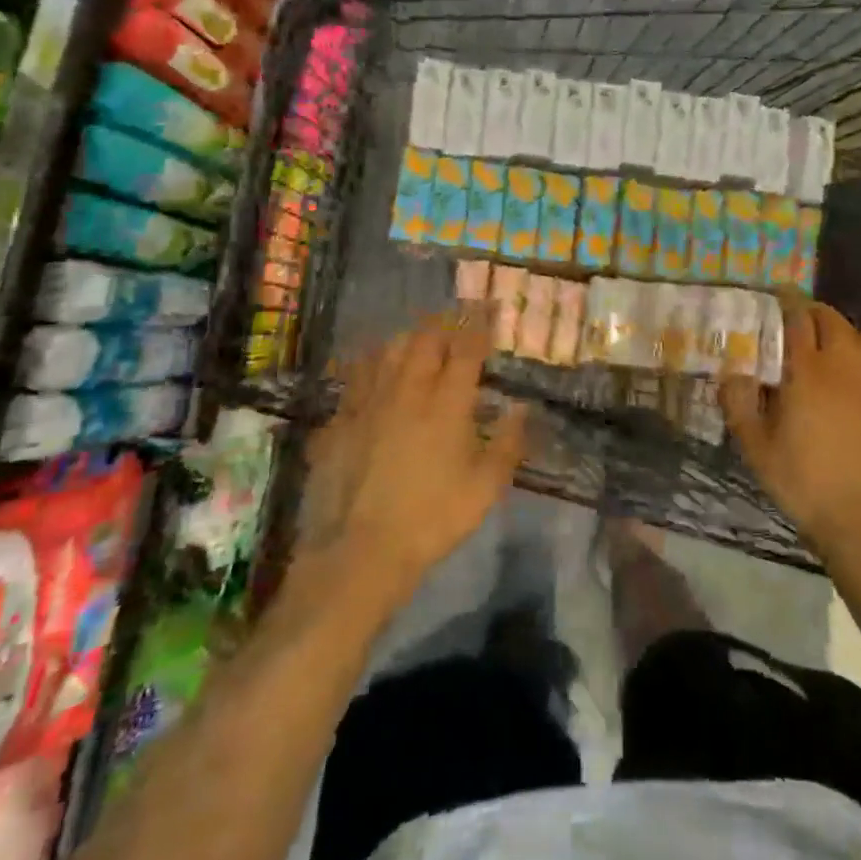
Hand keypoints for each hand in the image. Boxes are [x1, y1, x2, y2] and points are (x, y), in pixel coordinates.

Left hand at [295, 316, 528, 598]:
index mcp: (447, 404)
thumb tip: (521, 408)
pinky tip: (371, 371)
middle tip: (453, 322)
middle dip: (443, 324)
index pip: (467, 350)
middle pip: (424, 340)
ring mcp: (367, 402)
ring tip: (415, 339)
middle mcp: (407, 390)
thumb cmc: (433, 519)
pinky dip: (369, 365)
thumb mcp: (486, 488)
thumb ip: (508, 443)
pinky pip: (354, 377)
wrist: (360, 550)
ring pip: (387, 351)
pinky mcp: (339, 420)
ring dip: (406, 339)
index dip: (480, 325)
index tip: (489, 308)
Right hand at [721, 303, 860, 559]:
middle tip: (791, 312)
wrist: (854, 516)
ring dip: (834, 326)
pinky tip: (830, 372)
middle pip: (833, 321)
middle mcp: (839, 370)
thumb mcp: (754, 443)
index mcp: (807, 373)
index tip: (775, 291)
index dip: (787, 301)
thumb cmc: (798, 478)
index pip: (799, 321)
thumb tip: (730, 372)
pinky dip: (846, 350)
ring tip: (812, 335)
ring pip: (854, 338)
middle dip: (813, 309)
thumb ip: (738, 401)